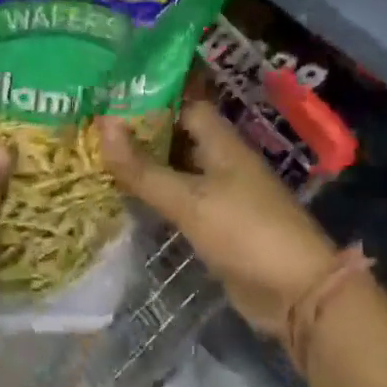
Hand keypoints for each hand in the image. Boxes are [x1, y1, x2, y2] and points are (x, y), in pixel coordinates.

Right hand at [99, 101, 337, 339]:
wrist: (295, 291)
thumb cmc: (244, 230)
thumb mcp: (189, 199)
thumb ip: (144, 168)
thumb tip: (102, 124)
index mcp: (221, 141)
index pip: (182, 103)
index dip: (149, 97)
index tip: (109, 95)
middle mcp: (220, 160)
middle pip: (176, 136)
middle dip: (139, 132)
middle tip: (91, 127)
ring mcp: (220, 193)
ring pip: (175, 170)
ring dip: (144, 166)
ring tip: (96, 156)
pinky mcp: (216, 225)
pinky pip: (180, 201)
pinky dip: (155, 197)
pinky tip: (123, 197)